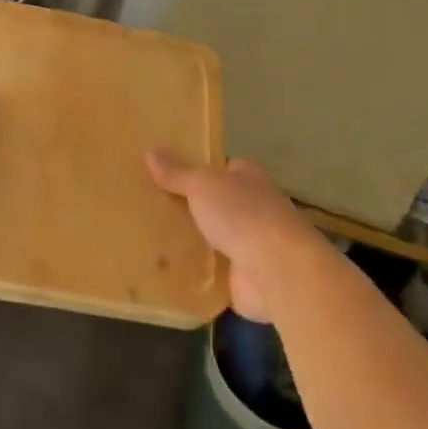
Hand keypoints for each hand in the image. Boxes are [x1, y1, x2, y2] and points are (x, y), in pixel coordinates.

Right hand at [146, 151, 328, 321]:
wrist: (276, 270)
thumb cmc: (243, 214)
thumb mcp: (203, 184)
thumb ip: (178, 172)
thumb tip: (151, 150)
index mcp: (250, 178)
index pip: (224, 169)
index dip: (200, 171)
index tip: (169, 175)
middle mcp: (255, 207)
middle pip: (217, 204)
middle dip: (192, 207)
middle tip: (152, 208)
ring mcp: (252, 244)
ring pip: (215, 238)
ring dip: (193, 241)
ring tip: (151, 240)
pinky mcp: (245, 277)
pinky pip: (213, 271)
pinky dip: (196, 272)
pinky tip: (168, 272)